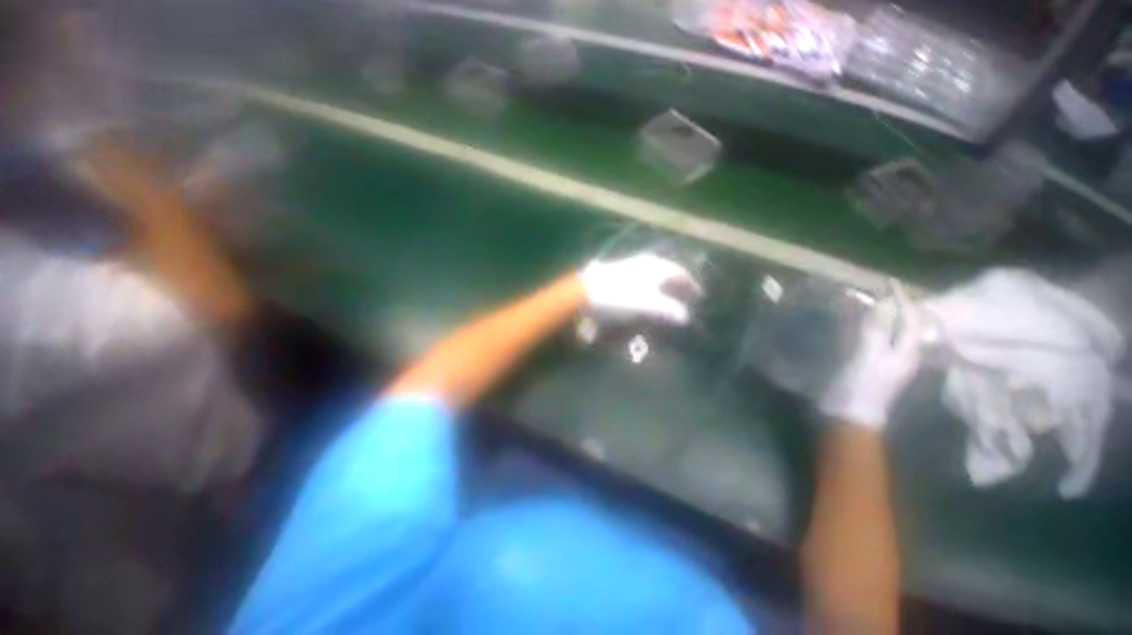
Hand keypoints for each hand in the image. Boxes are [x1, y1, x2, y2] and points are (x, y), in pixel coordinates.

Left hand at [580, 252, 700, 323]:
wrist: (586, 291)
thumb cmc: (620, 297)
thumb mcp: (648, 305)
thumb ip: (669, 309)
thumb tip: (685, 317)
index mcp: (656, 267)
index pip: (680, 273)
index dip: (690, 284)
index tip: (698, 295)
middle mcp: (645, 261)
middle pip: (667, 270)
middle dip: (677, 282)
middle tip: (683, 293)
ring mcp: (629, 263)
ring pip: (652, 269)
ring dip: (662, 281)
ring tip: (666, 292)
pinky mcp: (617, 269)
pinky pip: (639, 273)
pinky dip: (646, 281)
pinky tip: (642, 288)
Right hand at [821, 282, 922, 428]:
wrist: (847, 417)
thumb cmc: (859, 387)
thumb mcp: (867, 357)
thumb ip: (876, 329)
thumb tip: (885, 302)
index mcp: (907, 352)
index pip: (911, 319)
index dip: (901, 299)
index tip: (888, 281)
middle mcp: (902, 354)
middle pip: (903, 324)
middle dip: (893, 306)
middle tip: (876, 291)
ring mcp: (887, 361)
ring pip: (890, 331)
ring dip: (880, 315)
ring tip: (866, 302)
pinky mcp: (872, 366)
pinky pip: (876, 340)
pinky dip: (869, 327)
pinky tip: (858, 324)